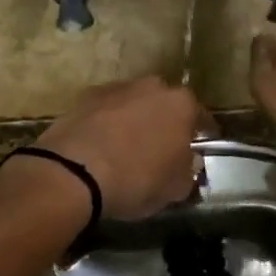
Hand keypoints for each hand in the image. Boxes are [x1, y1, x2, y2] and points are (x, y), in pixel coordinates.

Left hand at [33, 76, 204, 219]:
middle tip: (161, 149)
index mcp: (181, 104)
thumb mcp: (175, 188)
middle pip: (165, 104)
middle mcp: (151, 86)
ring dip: (134, 120)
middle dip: (165, 123)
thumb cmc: (137, 178)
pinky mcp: (85, 96)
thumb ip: (188, 172)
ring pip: (134, 104)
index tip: (198, 150)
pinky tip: (100, 147)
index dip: (201, 135)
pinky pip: (105, 111)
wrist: (74, 171)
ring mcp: (116, 87)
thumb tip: (188, 165)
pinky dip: (106, 124)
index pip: (201, 117)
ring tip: (126, 149)